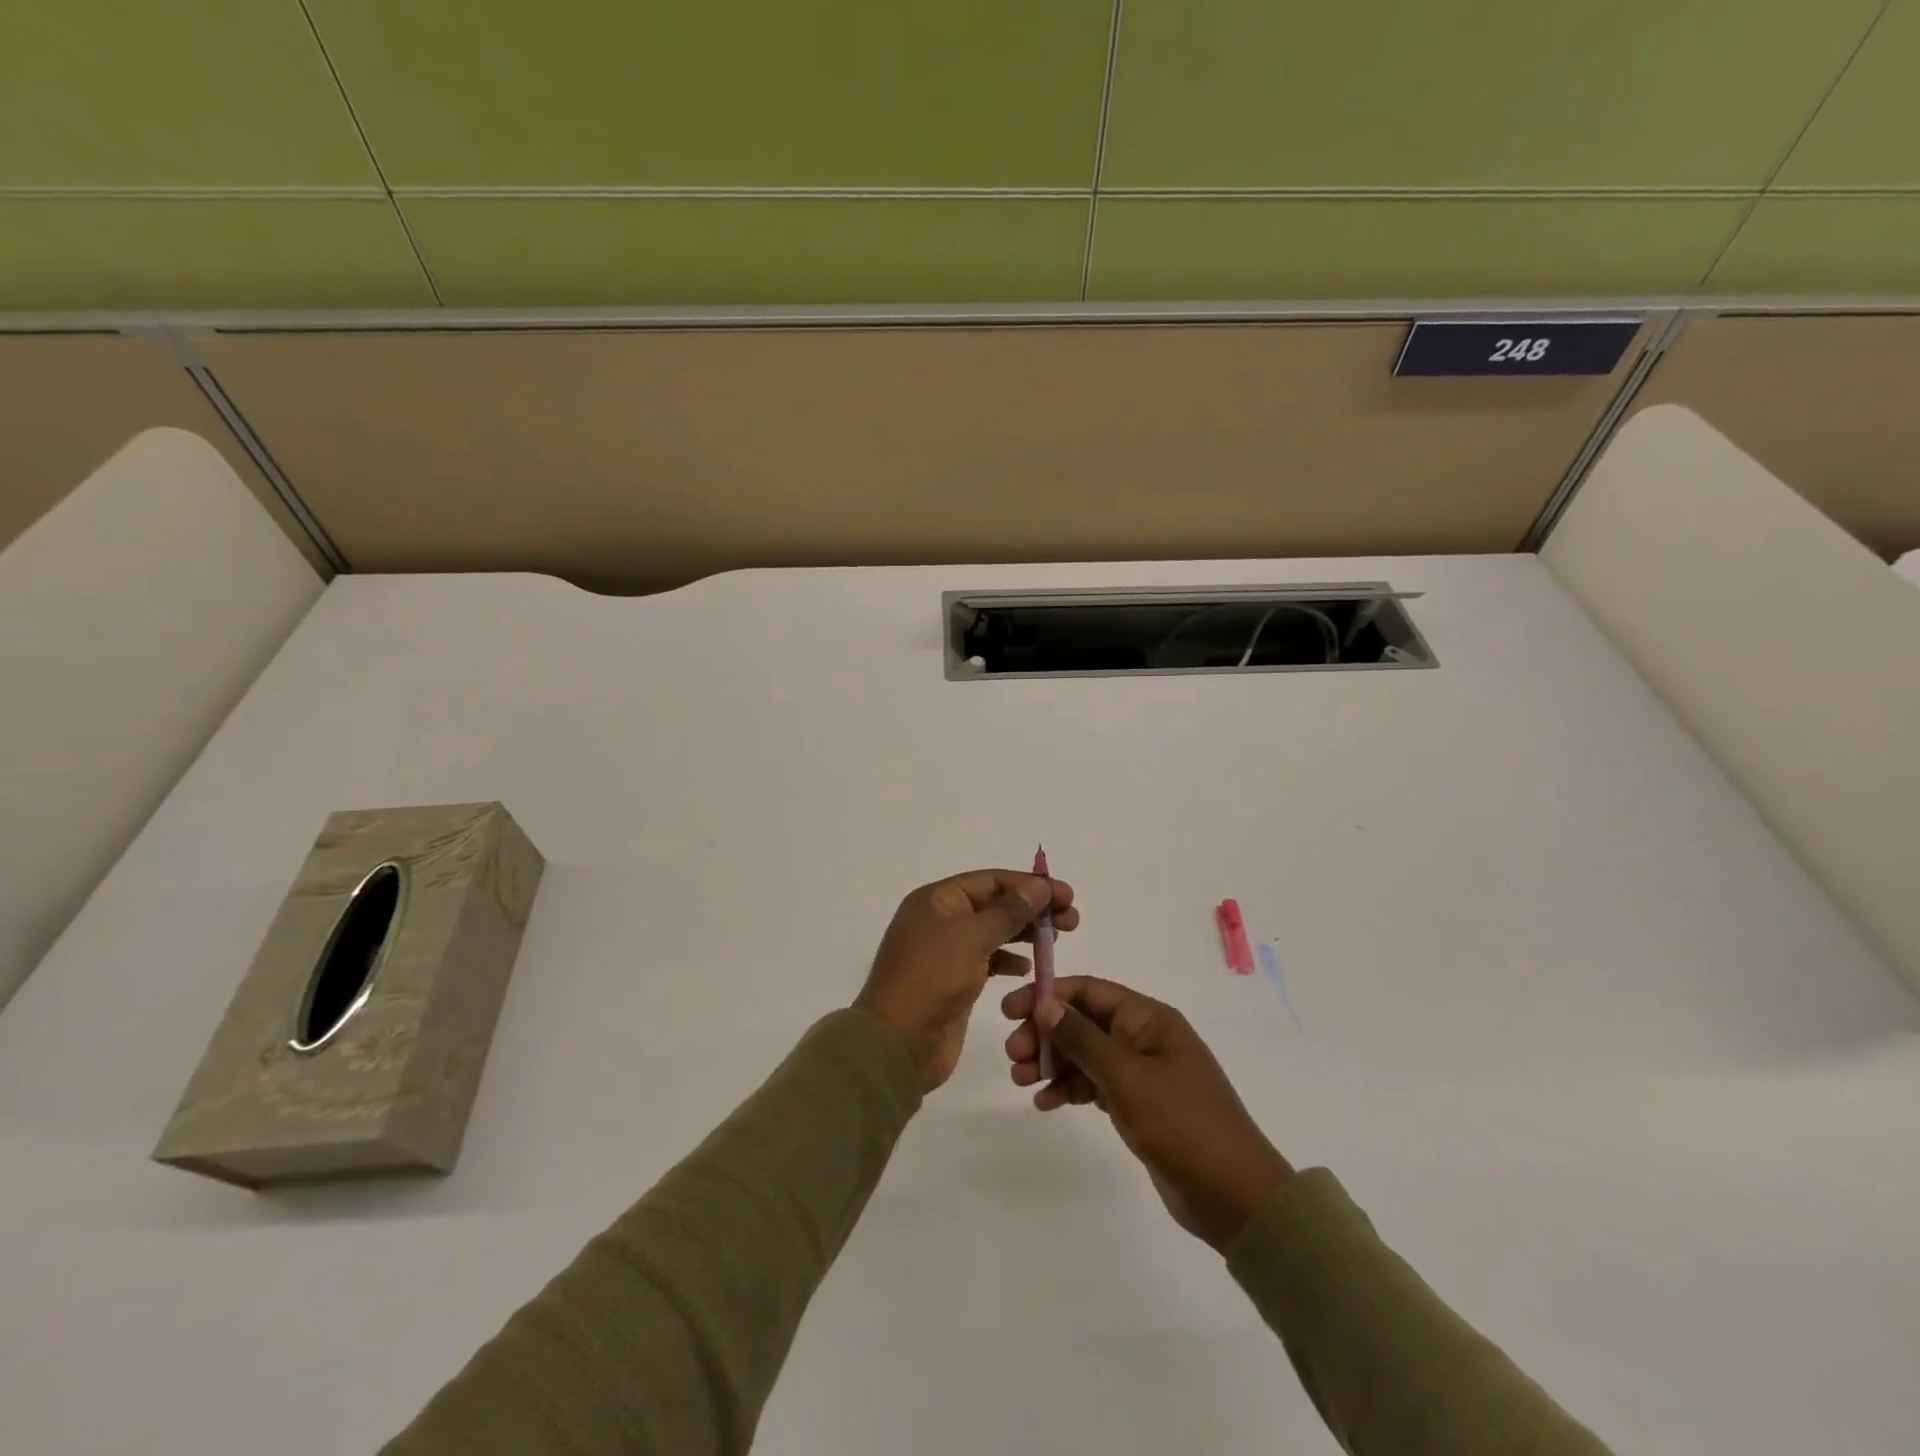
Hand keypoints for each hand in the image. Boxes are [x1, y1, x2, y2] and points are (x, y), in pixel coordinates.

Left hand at [856, 870, 1077, 1092]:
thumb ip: (1008, 911)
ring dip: (1024, 933)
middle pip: (994, 904)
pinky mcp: (954, 983)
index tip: (1067, 895)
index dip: (1029, 885)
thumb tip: (1038, 886)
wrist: (898, 1045)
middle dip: (1032, 909)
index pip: (991, 881)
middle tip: (1072, 919)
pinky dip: (1009, 960)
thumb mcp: (971, 938)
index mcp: (936, 900)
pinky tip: (1029, 967)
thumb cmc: (931, 980)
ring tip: (1057, 938)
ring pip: (993, 933)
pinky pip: (988, 961)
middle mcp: (940, 921)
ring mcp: (946, 953)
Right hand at [1002, 977, 1292, 1249]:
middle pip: (1083, 1022)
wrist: (1234, 1196)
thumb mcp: (1127, 1078)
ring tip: (1021, 1080)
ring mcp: (1141, 1073)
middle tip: (1014, 1055)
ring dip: (1052, 1062)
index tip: (1011, 1011)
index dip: (1049, 995)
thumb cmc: (1182, 1124)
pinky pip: (1094, 1085)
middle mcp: (1143, 1038)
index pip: (1090, 991)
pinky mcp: (1138, 1105)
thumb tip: (1045, 1002)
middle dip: (1046, 1034)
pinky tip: (1045, 1102)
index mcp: (1149, 1019)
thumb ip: (1083, 1039)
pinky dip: (1069, 1089)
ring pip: (1085, 1055)